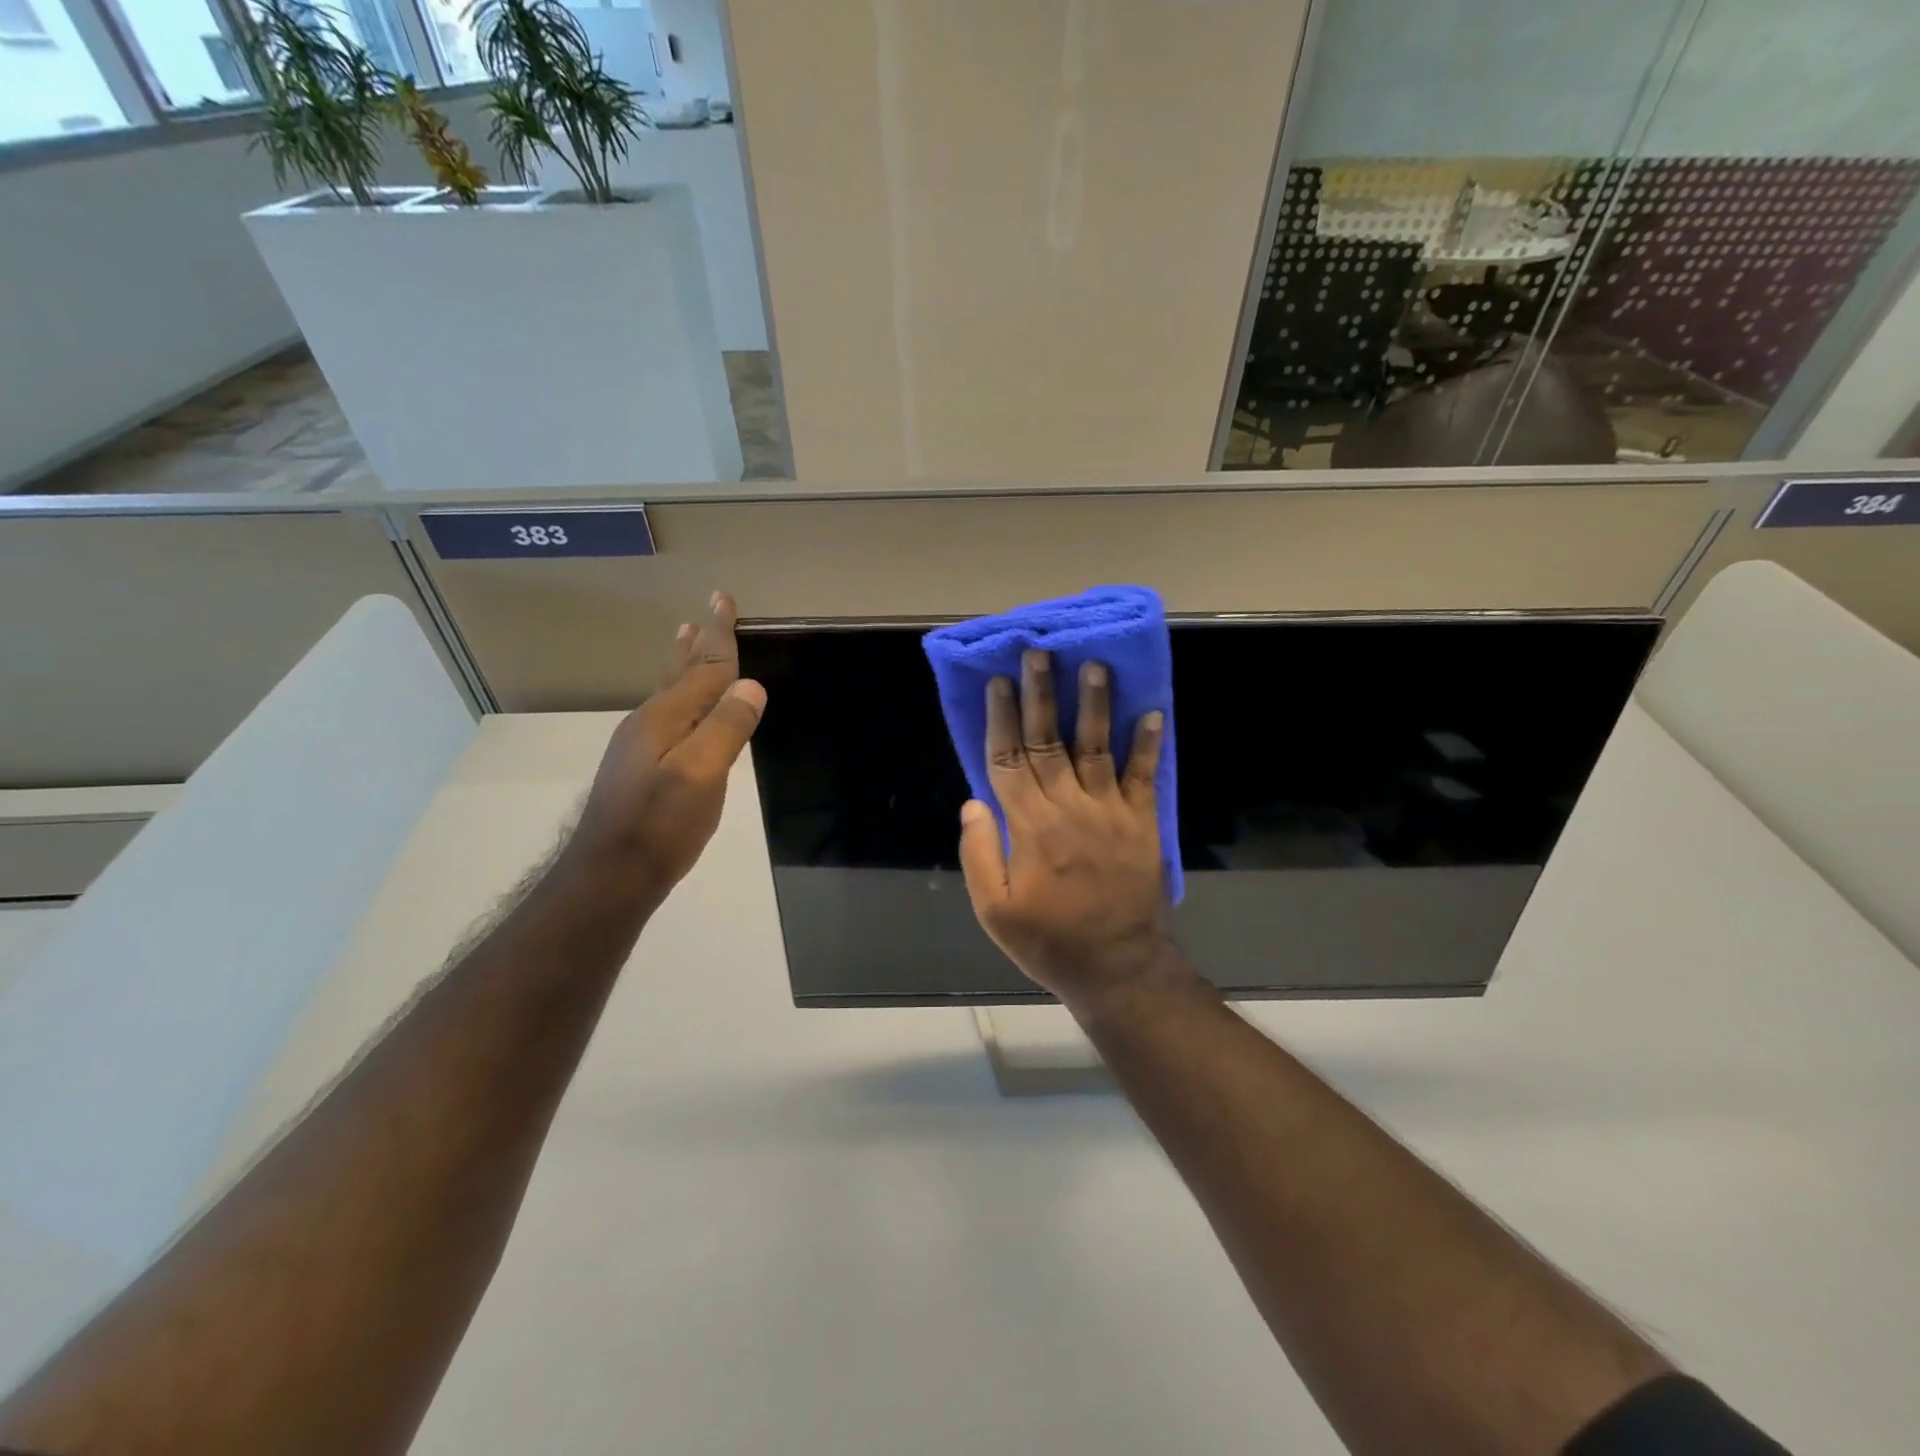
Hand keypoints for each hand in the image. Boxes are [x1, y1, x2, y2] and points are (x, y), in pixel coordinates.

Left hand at [562, 591, 766, 910]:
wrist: (609, 876)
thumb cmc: (659, 826)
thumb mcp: (701, 776)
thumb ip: (725, 728)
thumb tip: (750, 686)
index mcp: (665, 718)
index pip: (703, 668)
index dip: (718, 635)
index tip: (723, 599)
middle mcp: (648, 723)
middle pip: (680, 672)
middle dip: (698, 641)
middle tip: (707, 610)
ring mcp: (640, 746)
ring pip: (669, 692)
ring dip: (683, 663)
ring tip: (686, 637)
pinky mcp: (640, 768)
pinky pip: (667, 713)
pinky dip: (679, 694)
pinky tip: (679, 704)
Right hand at [958, 649, 1189, 1010]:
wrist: (1117, 967)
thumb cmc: (1049, 940)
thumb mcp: (995, 911)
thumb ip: (980, 854)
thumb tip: (971, 803)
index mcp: (1029, 826)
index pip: (1008, 760)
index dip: (1001, 719)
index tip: (998, 682)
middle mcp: (1068, 807)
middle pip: (1049, 741)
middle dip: (1041, 694)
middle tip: (1038, 653)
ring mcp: (1110, 812)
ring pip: (1096, 747)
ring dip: (1094, 704)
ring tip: (1093, 664)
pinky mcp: (1142, 823)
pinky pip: (1145, 776)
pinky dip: (1149, 744)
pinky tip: (1152, 711)